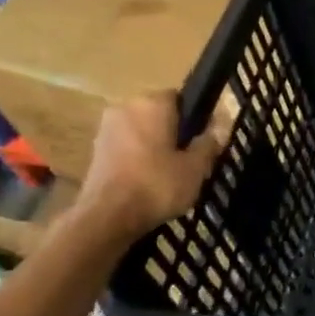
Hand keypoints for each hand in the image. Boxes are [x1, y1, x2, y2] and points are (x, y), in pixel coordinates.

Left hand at [77, 94, 228, 237]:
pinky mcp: (95, 149)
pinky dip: (138, 157)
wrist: (107, 217)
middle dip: (174, 131)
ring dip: (154, 145)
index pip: (180, 98)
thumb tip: (219, 128)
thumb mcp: (196, 168)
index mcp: (152, 103)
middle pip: (159, 114)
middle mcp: (126, 106)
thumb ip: (209, 143)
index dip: (195, 118)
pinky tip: (148, 180)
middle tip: (189, 160)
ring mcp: (106, 128)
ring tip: (169, 174)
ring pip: (141, 130)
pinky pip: (126, 145)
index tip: (203, 141)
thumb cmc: (157, 186)